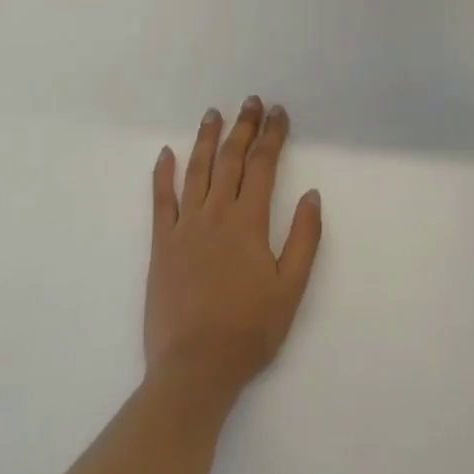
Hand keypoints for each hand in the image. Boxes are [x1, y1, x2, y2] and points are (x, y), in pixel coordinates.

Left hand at [146, 99, 322, 409]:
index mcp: (248, 222)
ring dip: (207, 138)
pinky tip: (166, 153)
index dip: (272, 135)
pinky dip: (163, 174)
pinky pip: (161, 200)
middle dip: (244, 126)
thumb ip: (304, 239)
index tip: (278, 112)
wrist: (193, 371)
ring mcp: (185, 226)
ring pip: (197, 170)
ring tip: (214, 113)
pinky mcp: (162, 244)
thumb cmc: (248, 332)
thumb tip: (312, 195)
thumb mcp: (290, 290)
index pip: (263, 165)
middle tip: (251, 101)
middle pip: (231, 158)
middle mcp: (216, 213)